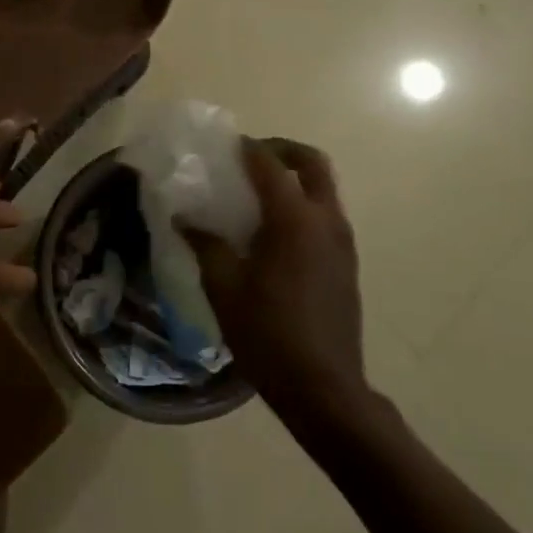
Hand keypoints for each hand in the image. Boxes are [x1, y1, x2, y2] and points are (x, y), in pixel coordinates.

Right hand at [185, 138, 367, 420]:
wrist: (323, 387)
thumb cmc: (267, 333)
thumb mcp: (224, 287)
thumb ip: (205, 244)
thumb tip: (184, 218)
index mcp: (293, 219)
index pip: (269, 164)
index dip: (246, 149)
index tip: (224, 146)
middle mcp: (325, 220)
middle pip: (313, 163)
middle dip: (283, 151)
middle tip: (252, 158)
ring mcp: (343, 241)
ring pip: (325, 188)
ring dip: (295, 178)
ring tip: (258, 194)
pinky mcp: (348, 262)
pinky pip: (327, 214)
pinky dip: (304, 204)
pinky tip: (275, 232)